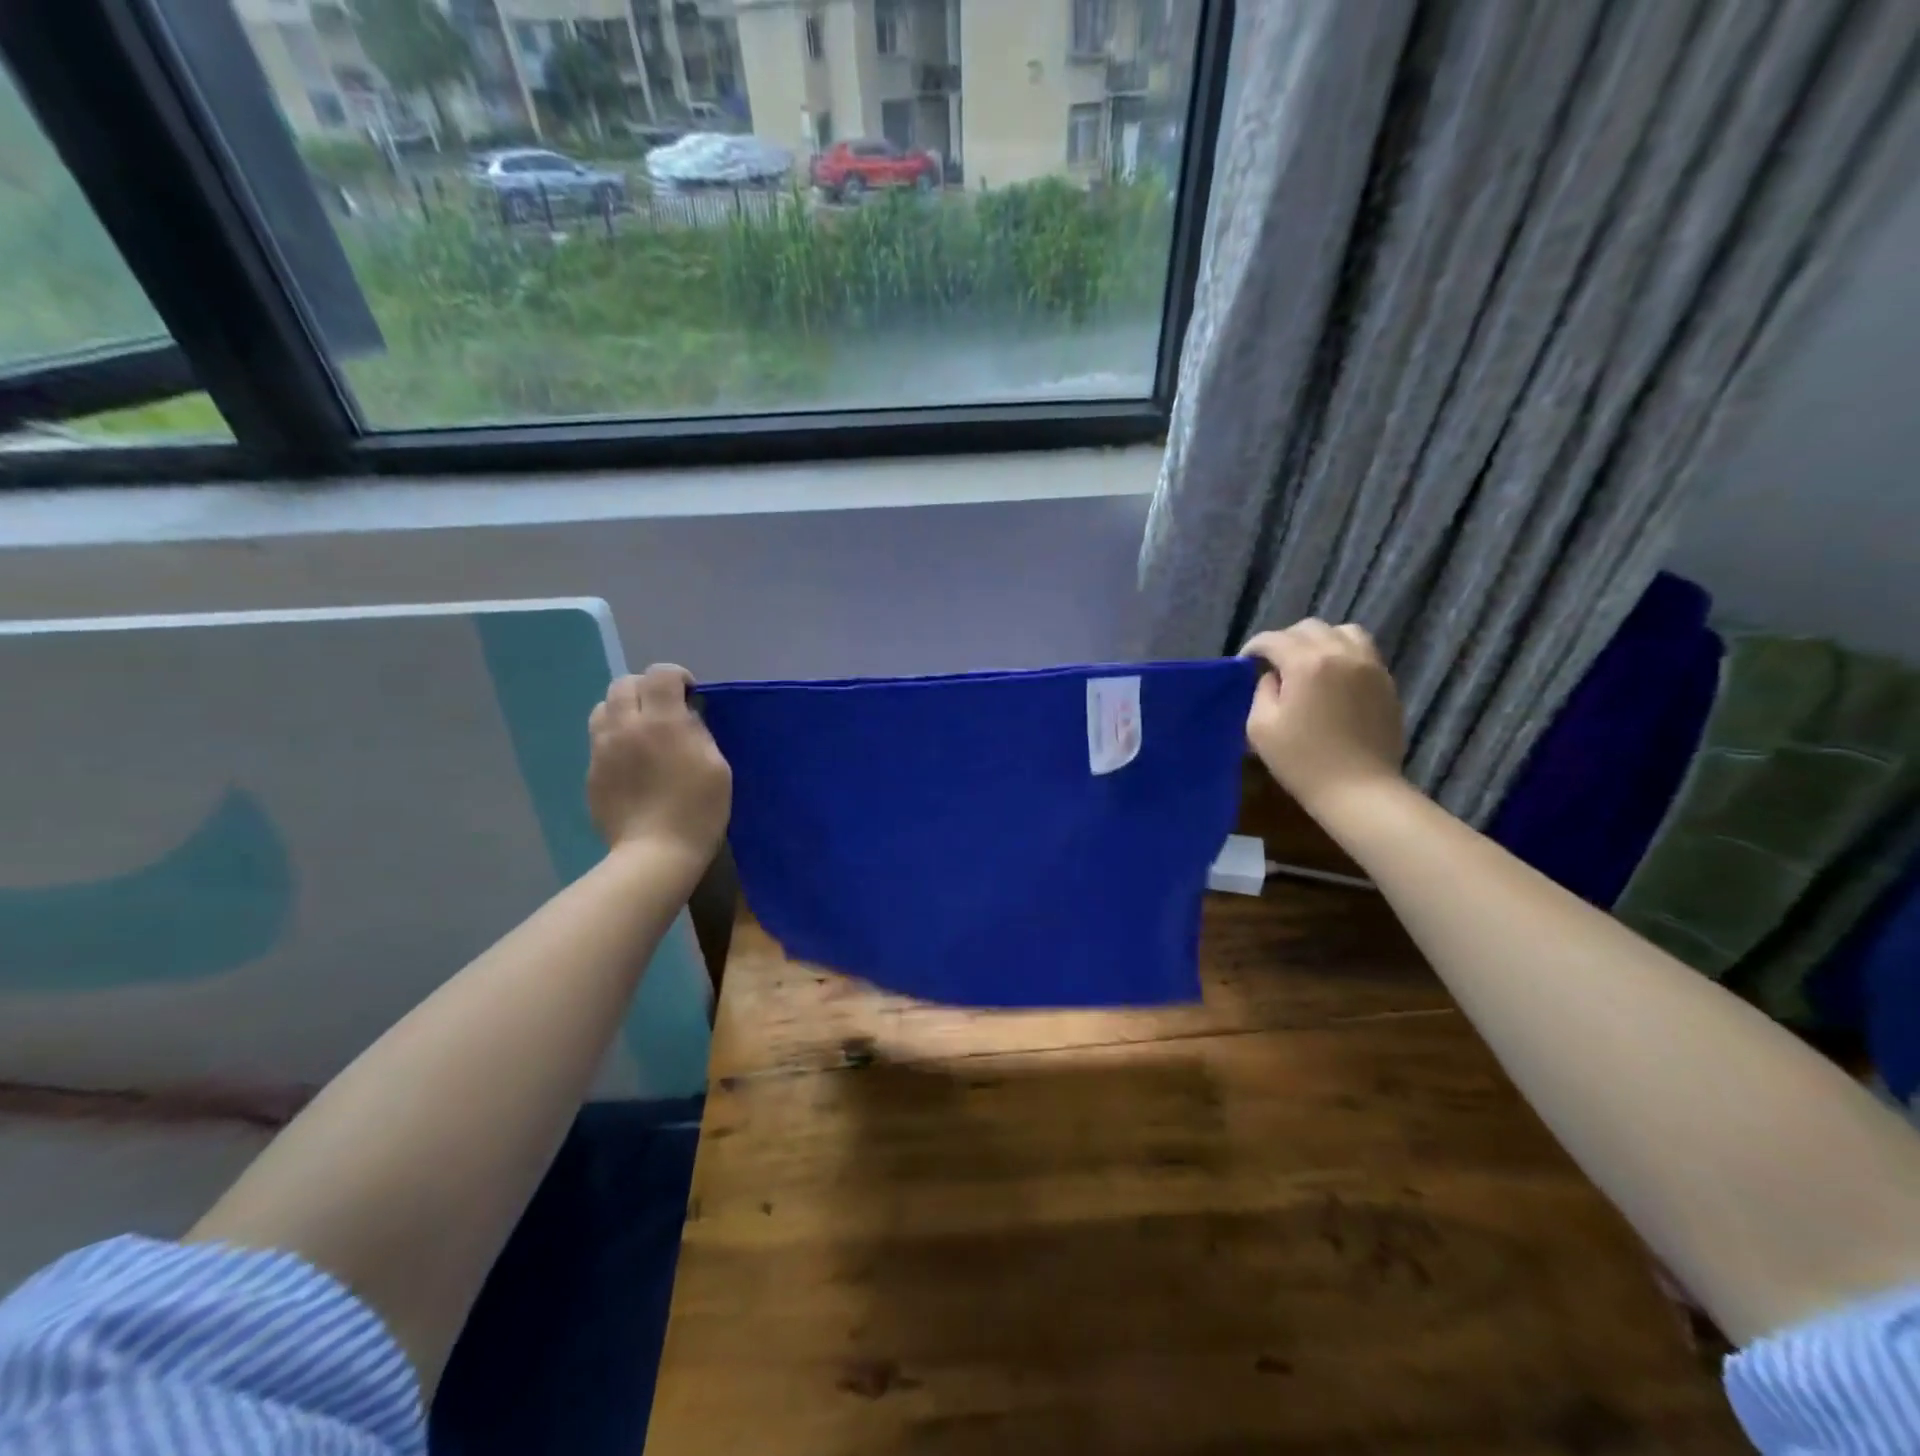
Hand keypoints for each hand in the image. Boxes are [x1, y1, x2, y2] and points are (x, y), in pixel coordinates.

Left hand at [586, 665, 731, 863]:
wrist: (655, 854)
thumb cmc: (698, 810)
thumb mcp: (717, 767)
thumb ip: (699, 732)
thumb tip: (685, 717)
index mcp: (662, 722)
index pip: (660, 674)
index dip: (677, 676)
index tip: (690, 693)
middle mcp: (626, 726)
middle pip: (625, 683)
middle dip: (647, 688)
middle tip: (665, 709)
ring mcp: (602, 749)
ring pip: (603, 707)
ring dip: (624, 709)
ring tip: (642, 730)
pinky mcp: (592, 772)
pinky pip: (599, 739)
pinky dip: (615, 737)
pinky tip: (632, 761)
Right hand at [1241, 620, 1406, 813]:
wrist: (1359, 789)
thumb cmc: (1302, 761)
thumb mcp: (1260, 727)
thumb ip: (1261, 691)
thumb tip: (1272, 677)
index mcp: (1307, 663)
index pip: (1273, 639)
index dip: (1254, 648)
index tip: (1245, 664)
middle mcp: (1341, 654)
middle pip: (1309, 628)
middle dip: (1286, 640)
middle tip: (1274, 664)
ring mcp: (1370, 666)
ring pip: (1342, 631)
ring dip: (1320, 640)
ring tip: (1309, 663)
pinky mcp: (1386, 682)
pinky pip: (1363, 652)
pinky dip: (1343, 654)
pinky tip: (1333, 679)